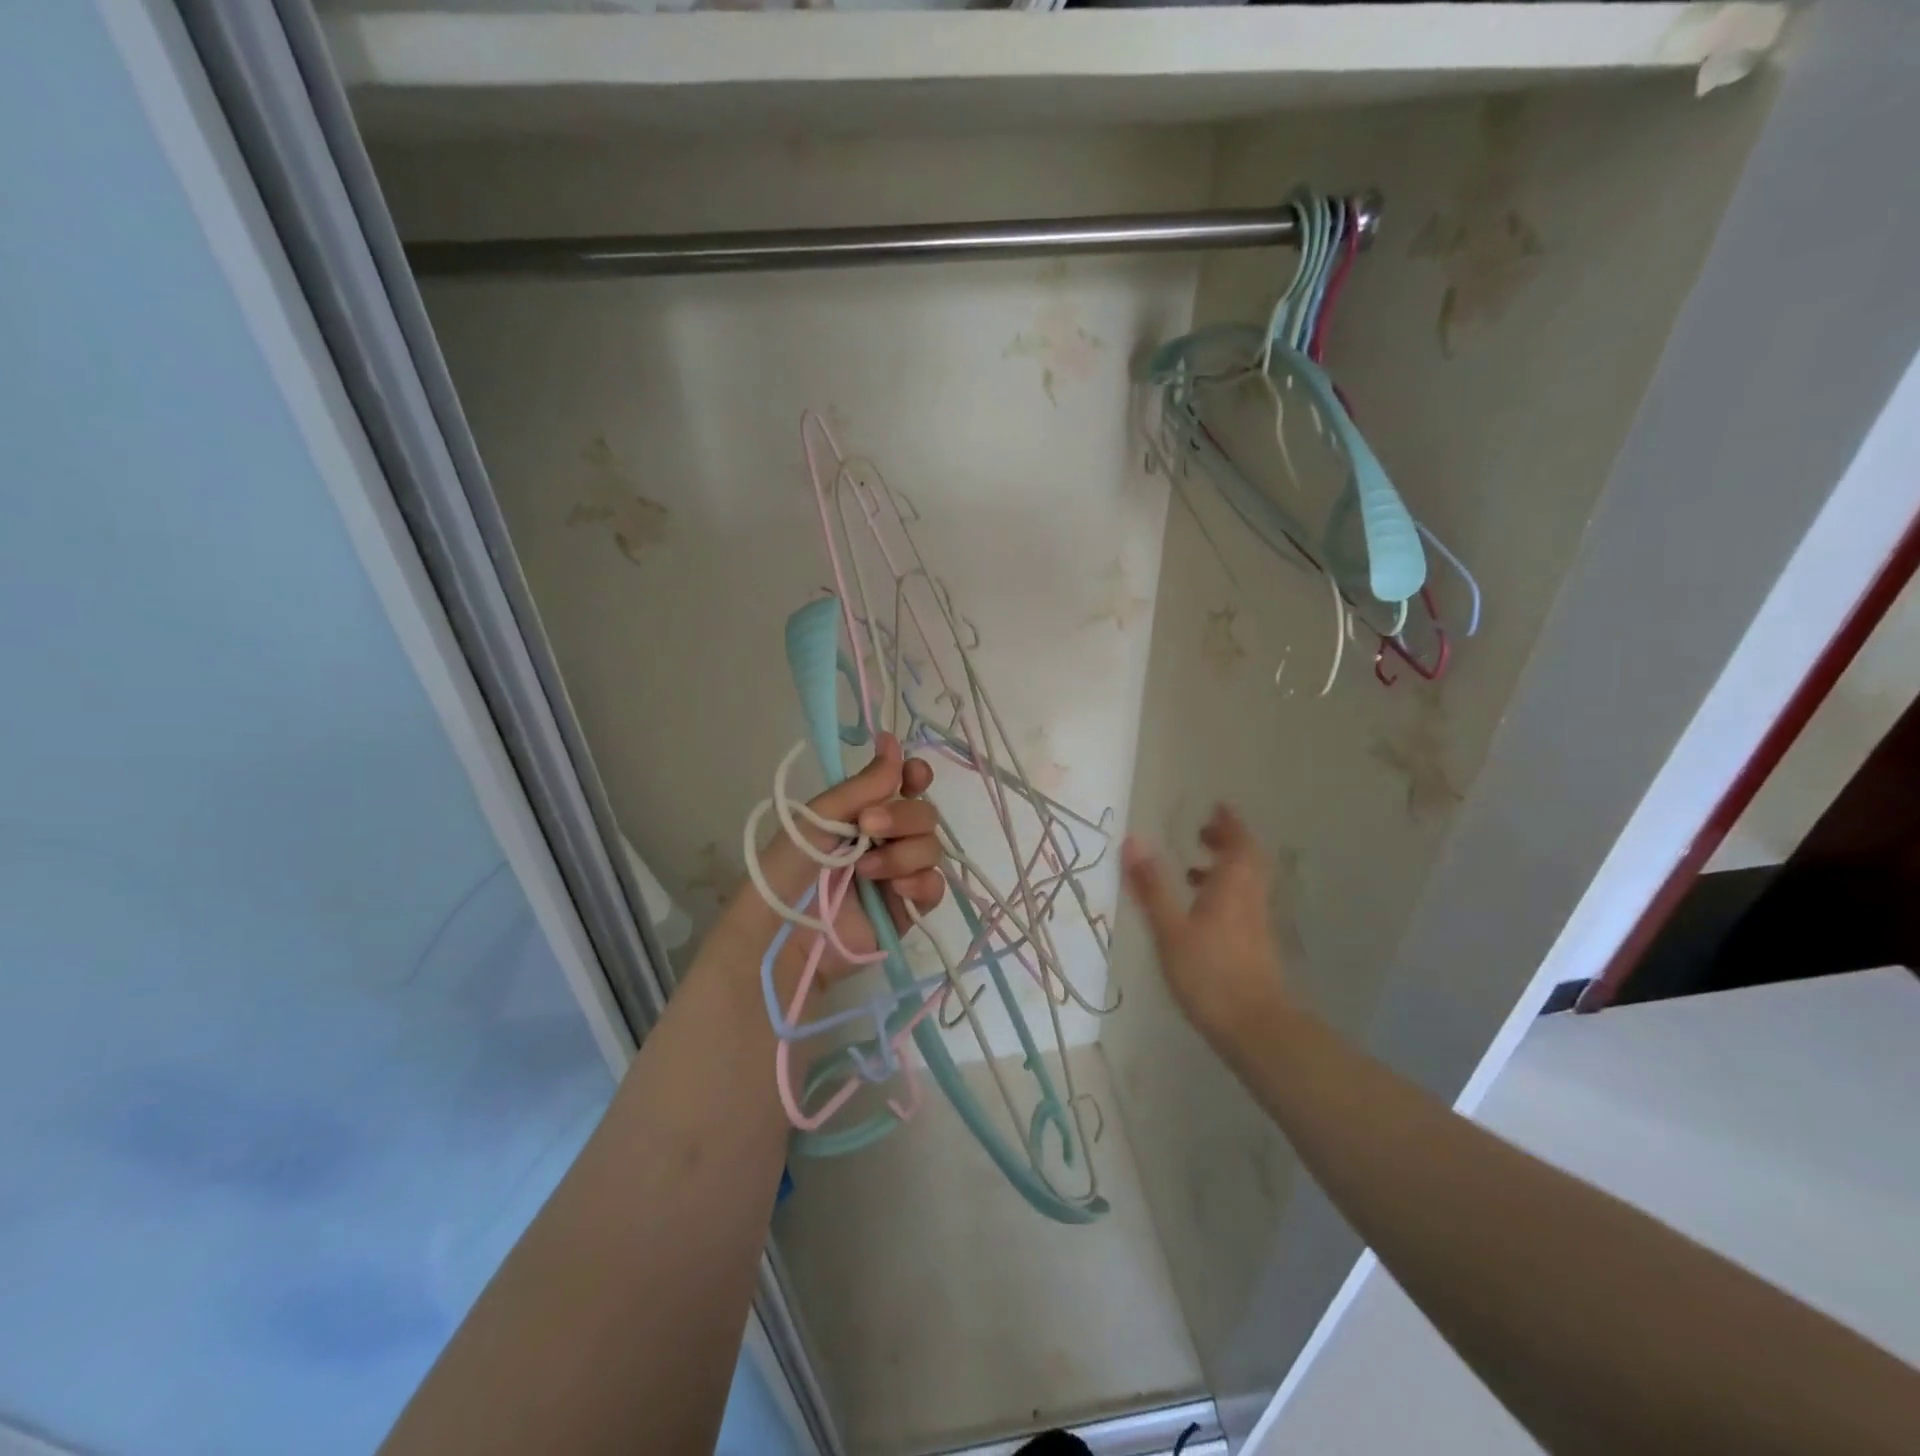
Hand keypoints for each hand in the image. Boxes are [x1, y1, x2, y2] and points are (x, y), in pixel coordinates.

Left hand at [736, 733, 946, 975]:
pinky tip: (896, 890)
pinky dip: (922, 883)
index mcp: (863, 813)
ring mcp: (897, 875)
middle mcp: (885, 839)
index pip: (905, 786)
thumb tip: (893, 742)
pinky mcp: (906, 911)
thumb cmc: (787, 867)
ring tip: (866, 872)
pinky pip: (935, 888)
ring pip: (931, 848)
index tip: (912, 775)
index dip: (915, 776)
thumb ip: (864, 785)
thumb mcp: (819, 817)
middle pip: (924, 815)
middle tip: (868, 827)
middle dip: (903, 816)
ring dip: (903, 853)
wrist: (780, 932)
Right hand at [1121, 803, 1294, 1051]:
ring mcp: (1255, 924)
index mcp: (1232, 887)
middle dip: (1227, 842)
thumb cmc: (1209, 973)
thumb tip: (1132, 840)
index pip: (1238, 843)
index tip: (1217, 807)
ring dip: (1224, 869)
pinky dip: (1224, 894)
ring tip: (1192, 870)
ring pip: (1245, 884)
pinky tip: (1201, 915)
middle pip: (1247, 860)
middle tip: (1203, 832)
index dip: (1229, 823)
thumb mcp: (1170, 928)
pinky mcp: (1255, 947)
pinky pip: (1242, 904)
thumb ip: (1151, 885)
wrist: (1255, 1028)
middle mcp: (1249, 899)